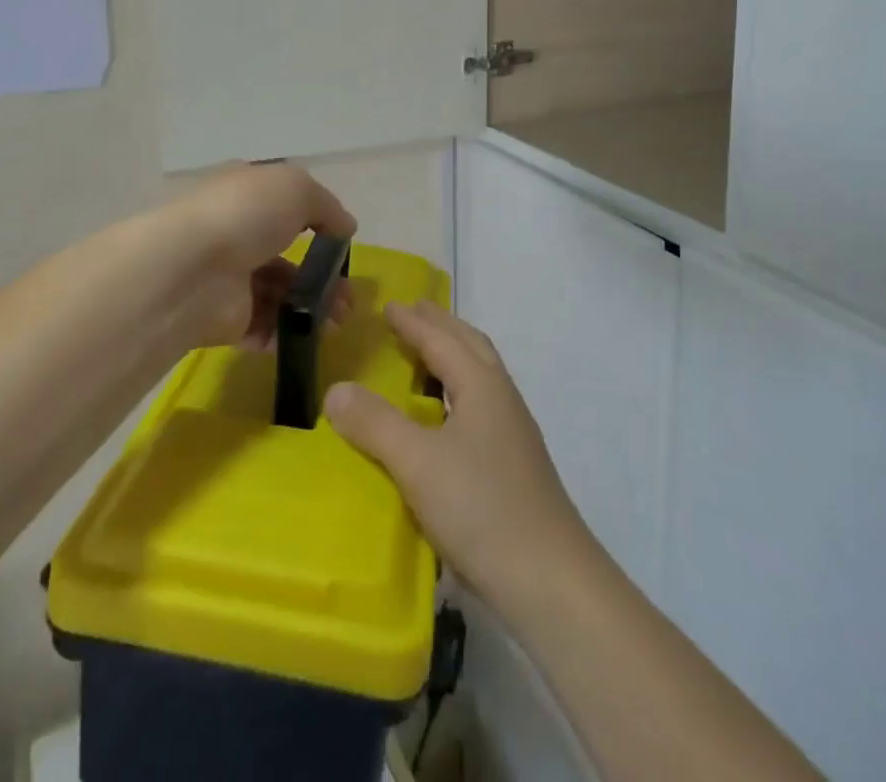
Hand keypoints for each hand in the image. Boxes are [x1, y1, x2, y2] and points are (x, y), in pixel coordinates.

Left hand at [163, 163, 357, 349]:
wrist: (191, 270)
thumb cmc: (245, 214)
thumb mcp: (297, 189)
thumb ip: (327, 206)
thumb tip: (346, 227)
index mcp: (244, 193)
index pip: (281, 203)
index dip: (314, 219)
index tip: (340, 241)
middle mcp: (234, 232)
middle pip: (285, 254)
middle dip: (322, 275)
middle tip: (349, 295)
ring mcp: (228, 278)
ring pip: (280, 294)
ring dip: (314, 307)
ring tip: (340, 320)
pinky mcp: (226, 319)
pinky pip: (265, 327)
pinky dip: (291, 333)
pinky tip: (315, 335)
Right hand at [325, 301, 598, 618]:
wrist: (550, 580)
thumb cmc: (482, 508)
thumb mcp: (418, 462)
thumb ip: (375, 423)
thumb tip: (335, 389)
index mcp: (482, 385)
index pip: (442, 340)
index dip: (414, 322)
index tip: (389, 306)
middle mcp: (502, 399)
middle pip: (471, 346)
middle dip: (441, 326)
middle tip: (414, 312)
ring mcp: (514, 432)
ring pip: (481, 374)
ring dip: (454, 355)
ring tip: (427, 356)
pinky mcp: (516, 464)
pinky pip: (482, 403)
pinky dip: (460, 389)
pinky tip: (447, 418)